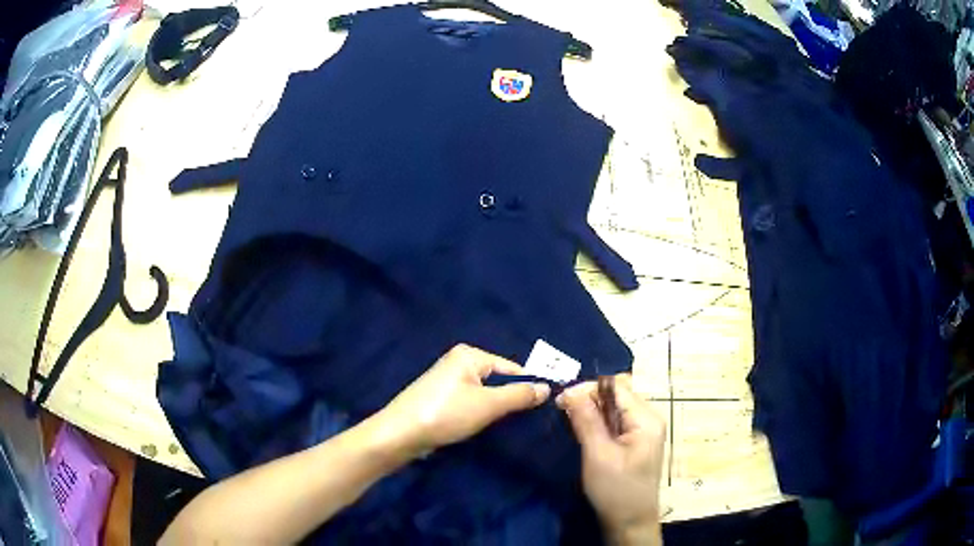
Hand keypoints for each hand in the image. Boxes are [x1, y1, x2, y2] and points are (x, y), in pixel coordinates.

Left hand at [372, 344, 550, 457]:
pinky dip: (478, 413)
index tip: (542, 408)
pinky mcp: (440, 399)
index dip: (527, 386)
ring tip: (503, 426)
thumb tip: (547, 388)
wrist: (401, 434)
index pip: (511, 368)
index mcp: (469, 355)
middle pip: (498, 380)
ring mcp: (447, 381)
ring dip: (494, 409)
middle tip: (524, 420)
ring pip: (484, 394)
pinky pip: (470, 402)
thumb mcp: (488, 405)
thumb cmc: (446, 414)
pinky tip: (480, 427)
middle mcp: (458, 362)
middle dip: (510, 399)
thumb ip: (519, 395)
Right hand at [557, 375, 665, 545]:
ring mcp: (645, 431)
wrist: (630, 522)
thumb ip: (587, 421)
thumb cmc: (616, 491)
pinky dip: (599, 422)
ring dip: (593, 410)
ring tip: (570, 419)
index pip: (617, 388)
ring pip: (615, 408)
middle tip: (563, 410)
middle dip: (589, 398)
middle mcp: (650, 419)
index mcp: (647, 419)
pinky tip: (585, 431)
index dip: (588, 389)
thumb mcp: (599, 455)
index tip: (561, 401)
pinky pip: (617, 421)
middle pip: (618, 395)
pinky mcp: (637, 442)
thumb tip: (570, 391)